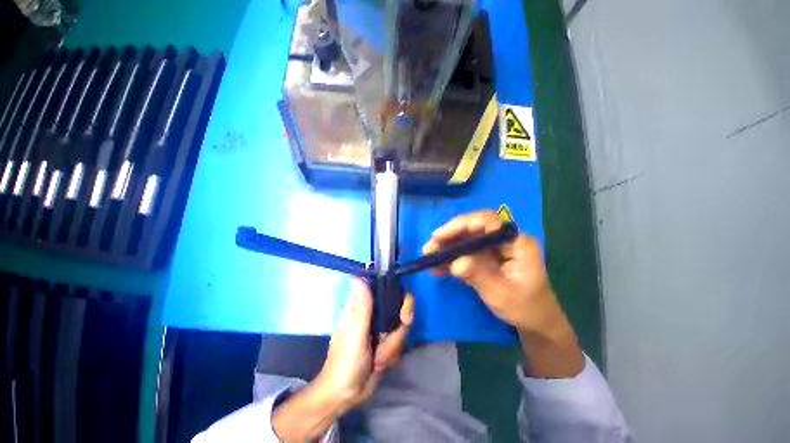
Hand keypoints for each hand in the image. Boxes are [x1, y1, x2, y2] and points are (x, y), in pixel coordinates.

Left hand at [273, 280, 413, 440]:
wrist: (345, 396)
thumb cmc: (344, 363)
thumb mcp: (354, 334)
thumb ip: (361, 307)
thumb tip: (357, 277)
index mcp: (363, 305)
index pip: (386, 288)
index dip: (399, 296)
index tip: (403, 313)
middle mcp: (374, 312)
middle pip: (400, 308)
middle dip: (398, 329)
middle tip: (388, 341)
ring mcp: (381, 327)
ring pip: (402, 326)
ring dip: (393, 346)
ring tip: (377, 358)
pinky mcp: (386, 341)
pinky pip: (400, 340)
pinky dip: (393, 353)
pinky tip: (380, 363)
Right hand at [423, 210, 583, 377]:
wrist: (534, 322)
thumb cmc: (525, 308)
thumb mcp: (501, 294)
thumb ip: (478, 275)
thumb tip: (455, 263)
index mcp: (517, 242)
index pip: (487, 221)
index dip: (461, 224)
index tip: (439, 236)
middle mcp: (505, 239)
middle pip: (472, 228)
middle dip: (448, 237)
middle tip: (429, 249)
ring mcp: (494, 248)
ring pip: (465, 239)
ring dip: (446, 248)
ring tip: (429, 259)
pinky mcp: (486, 257)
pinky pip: (465, 252)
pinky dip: (451, 258)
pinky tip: (438, 267)